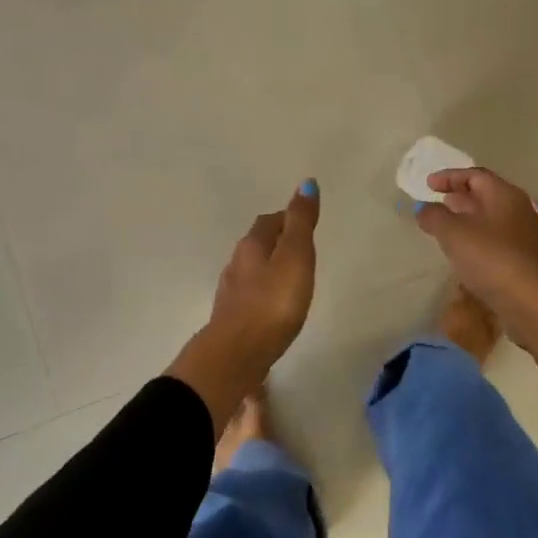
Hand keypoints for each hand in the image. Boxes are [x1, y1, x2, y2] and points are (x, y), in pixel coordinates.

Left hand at [167, 181, 319, 424]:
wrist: (237, 354)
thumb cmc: (272, 302)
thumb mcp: (295, 256)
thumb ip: (301, 222)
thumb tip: (306, 183)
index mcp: (252, 245)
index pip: (269, 221)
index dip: (287, 219)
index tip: (305, 224)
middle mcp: (236, 263)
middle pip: (258, 244)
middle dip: (277, 242)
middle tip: (301, 250)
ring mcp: (231, 293)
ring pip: (252, 271)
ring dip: (269, 269)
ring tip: (291, 279)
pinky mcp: (232, 319)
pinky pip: (250, 296)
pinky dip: (264, 294)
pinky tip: (274, 307)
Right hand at [414, 168, 537, 336]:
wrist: (533, 302)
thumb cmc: (491, 258)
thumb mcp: (453, 233)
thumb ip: (434, 216)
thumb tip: (425, 209)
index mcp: (505, 195)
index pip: (475, 175)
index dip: (450, 177)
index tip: (429, 184)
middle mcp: (521, 209)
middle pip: (488, 195)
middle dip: (461, 197)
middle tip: (440, 202)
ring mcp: (528, 236)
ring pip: (494, 219)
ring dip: (470, 219)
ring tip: (449, 228)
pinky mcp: (530, 260)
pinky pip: (500, 240)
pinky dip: (481, 239)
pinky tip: (469, 254)